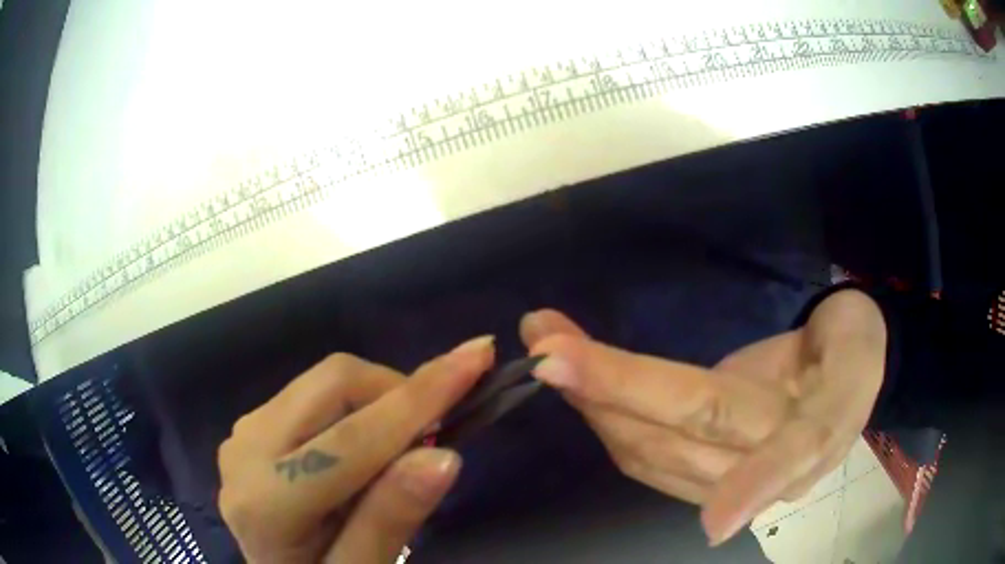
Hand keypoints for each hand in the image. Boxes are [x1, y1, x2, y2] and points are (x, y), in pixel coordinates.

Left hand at [217, 336, 494, 562]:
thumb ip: (390, 520)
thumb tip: (444, 454)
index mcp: (267, 502)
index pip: (354, 439)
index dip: (423, 396)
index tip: (478, 355)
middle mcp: (245, 449)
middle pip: (333, 383)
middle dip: (399, 393)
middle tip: (437, 432)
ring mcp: (244, 431)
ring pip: (324, 382)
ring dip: (378, 401)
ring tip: (402, 447)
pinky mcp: (253, 423)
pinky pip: (313, 394)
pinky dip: (356, 408)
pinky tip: (366, 447)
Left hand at [520, 289, 885, 544]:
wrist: (848, 362)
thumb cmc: (853, 356)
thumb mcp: (853, 373)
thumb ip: (810, 434)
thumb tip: (725, 515)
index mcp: (803, 439)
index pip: (740, 437)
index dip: (676, 429)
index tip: (601, 410)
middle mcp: (752, 466)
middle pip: (674, 433)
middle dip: (609, 388)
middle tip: (546, 342)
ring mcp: (723, 470)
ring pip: (646, 446)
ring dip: (595, 399)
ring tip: (549, 350)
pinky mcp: (703, 462)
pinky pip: (646, 449)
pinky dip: (608, 414)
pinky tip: (579, 386)